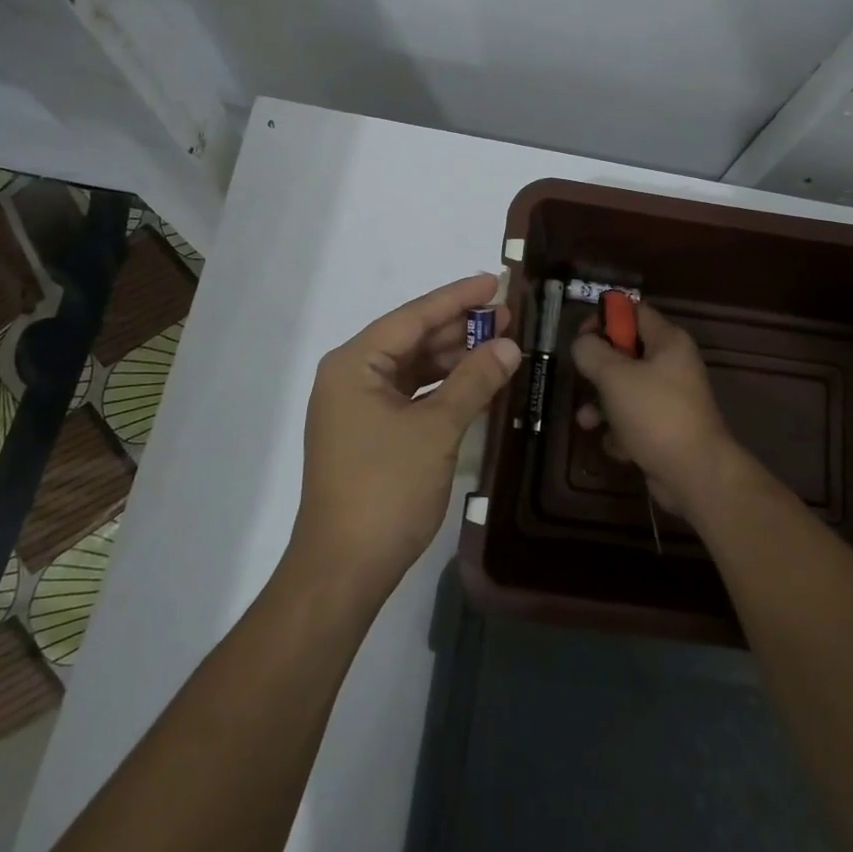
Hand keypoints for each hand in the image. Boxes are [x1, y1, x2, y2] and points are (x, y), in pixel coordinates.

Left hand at [291, 273, 520, 600]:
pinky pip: (411, 395)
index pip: (412, 317)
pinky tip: (477, 382)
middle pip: (412, 339)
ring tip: (500, 344)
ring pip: (414, 368)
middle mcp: (351, 376)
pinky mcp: (369, 434)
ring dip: (454, 358)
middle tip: (508, 316)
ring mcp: (358, 407)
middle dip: (460, 328)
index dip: (457, 298)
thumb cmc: (386, 489)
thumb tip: (509, 345)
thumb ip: (474, 381)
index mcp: (354, 364)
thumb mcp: (436, 429)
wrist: (343, 570)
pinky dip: (443, 388)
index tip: (495, 281)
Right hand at [569, 303, 739, 518]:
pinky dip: (620, 431)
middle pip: (627, 352)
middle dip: (599, 368)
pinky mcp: (666, 429)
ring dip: (602, 404)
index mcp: (668, 342)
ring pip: (626, 390)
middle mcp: (673, 365)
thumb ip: (592, 352)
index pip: (634, 312)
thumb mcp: (614, 376)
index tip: (582, 337)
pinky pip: (634, 420)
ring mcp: (671, 399)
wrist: (695, 474)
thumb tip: (583, 343)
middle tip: (582, 378)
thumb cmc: (654, 414)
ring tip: (586, 421)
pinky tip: (614, 445)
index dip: (606, 317)